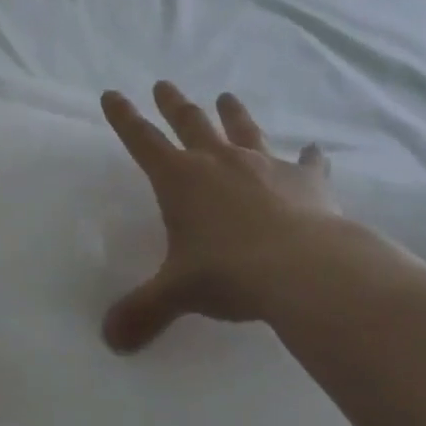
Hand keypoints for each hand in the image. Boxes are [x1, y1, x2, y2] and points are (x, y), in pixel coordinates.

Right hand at [100, 82, 354, 351]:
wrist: (305, 269)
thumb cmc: (229, 272)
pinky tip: (317, 150)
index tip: (111, 93)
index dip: (124, 117)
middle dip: (173, 103)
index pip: (141, 139)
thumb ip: (143, 311)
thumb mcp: (178, 292)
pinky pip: (308, 163)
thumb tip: (108, 341)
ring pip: (243, 129)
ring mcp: (264, 165)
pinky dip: (311, 157)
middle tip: (164, 84)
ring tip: (226, 96)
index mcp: (179, 178)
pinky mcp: (306, 180)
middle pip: (190, 122)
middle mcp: (217, 161)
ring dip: (233, 113)